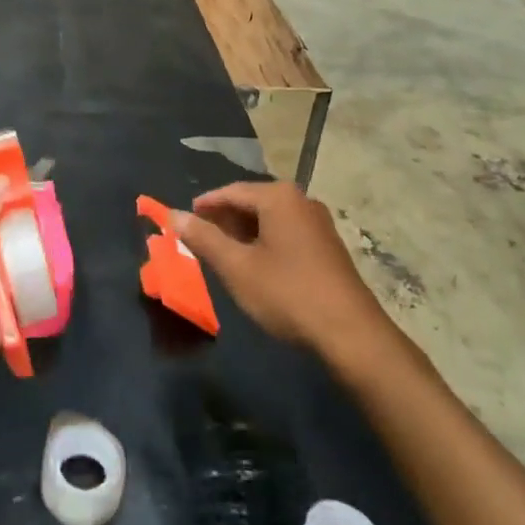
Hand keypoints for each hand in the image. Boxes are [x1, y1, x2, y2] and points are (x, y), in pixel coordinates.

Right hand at [175, 181, 399, 365]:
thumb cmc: (288, 293)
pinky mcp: (328, 245)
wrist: (351, 334)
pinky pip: (286, 232)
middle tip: (200, 238)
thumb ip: (203, 238)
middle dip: (224, 219)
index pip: (231, 191)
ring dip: (244, 233)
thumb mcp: (237, 267)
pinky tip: (256, 265)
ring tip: (223, 253)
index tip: (184, 219)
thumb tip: (173, 215)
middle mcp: (300, 200)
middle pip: (252, 202)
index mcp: (278, 197)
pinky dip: (265, 242)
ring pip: (270, 219)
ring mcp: (318, 223)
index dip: (205, 205)